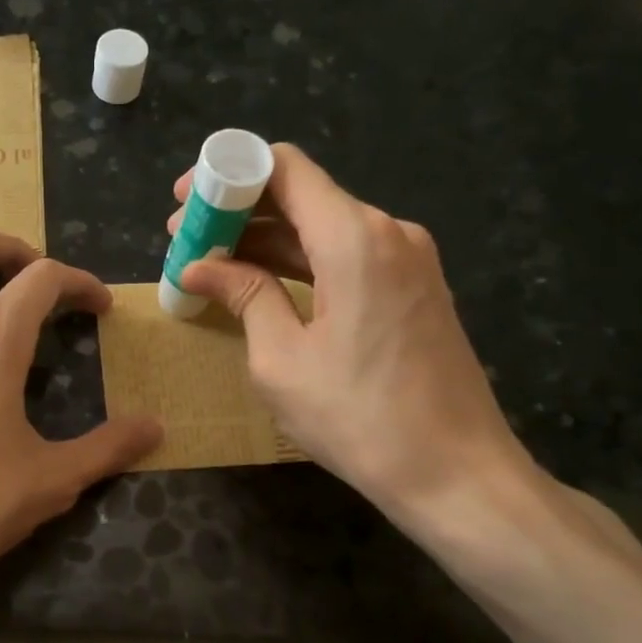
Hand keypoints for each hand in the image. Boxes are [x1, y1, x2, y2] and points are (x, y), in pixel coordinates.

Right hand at [171, 145, 533, 525]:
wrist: (456, 474)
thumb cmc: (358, 417)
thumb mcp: (281, 359)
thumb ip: (244, 295)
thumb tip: (200, 266)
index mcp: (354, 238)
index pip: (284, 167)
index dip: (228, 173)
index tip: (185, 202)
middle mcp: (388, 232)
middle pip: (303, 196)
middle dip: (239, 213)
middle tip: (186, 242)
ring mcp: (409, 260)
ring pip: (324, 227)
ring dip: (267, 242)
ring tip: (213, 266)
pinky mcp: (414, 288)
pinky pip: (348, 256)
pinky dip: (301, 263)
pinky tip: (263, 285)